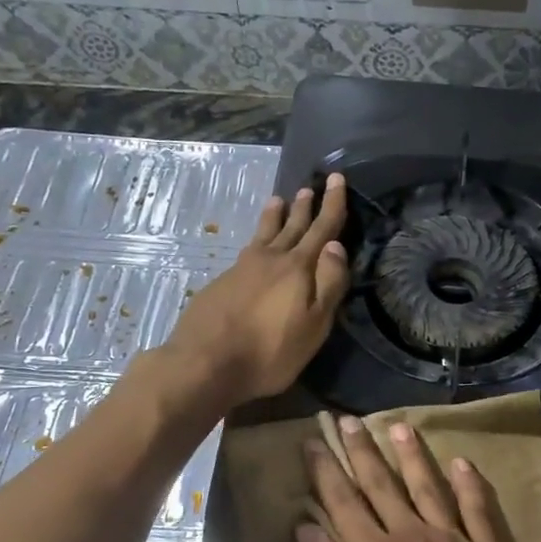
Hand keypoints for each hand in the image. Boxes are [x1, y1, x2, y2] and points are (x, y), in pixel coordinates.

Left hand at [165, 174, 349, 405]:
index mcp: (298, 268)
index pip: (322, 229)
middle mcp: (270, 259)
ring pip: (264, 234)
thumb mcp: (313, 325)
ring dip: (274, 216)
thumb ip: (328, 284)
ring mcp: (242, 268)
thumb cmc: (269, 351)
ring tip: (278, 200)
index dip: (332, 205)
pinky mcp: (222, 282)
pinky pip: (247, 249)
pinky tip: (254, 244)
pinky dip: (257, 237)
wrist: (204, 362)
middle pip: (292, 227)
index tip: (336, 179)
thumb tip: (336, 246)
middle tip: (311, 187)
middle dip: (305, 207)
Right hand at [298, 416, 540, 541]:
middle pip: (383, 484)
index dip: (326, 469)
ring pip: (430, 487)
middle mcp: (415, 537)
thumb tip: (308, 529)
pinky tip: (460, 463)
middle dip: (362, 450)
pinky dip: (469, 484)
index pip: (343, 501)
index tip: (314, 440)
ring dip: (412, 455)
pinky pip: (479, 510)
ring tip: (398, 426)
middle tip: (348, 419)